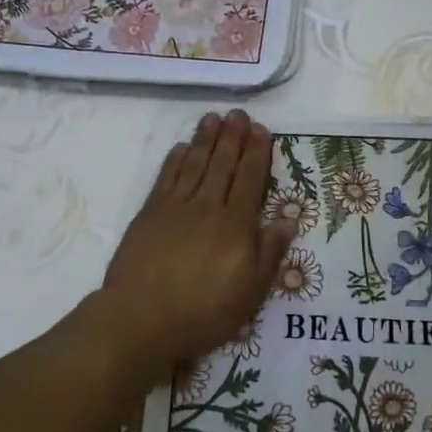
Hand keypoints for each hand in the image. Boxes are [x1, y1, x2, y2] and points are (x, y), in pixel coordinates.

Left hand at [88, 109, 295, 383]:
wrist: (142, 318)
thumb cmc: (203, 311)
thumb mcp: (250, 292)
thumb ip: (270, 252)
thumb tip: (289, 217)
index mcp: (236, 225)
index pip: (250, 179)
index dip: (256, 153)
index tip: (260, 129)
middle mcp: (208, 207)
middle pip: (223, 165)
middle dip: (232, 137)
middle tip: (238, 113)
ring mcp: (176, 208)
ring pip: (195, 164)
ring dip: (205, 139)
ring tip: (213, 118)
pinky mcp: (150, 214)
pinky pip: (166, 178)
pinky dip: (176, 160)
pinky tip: (182, 147)